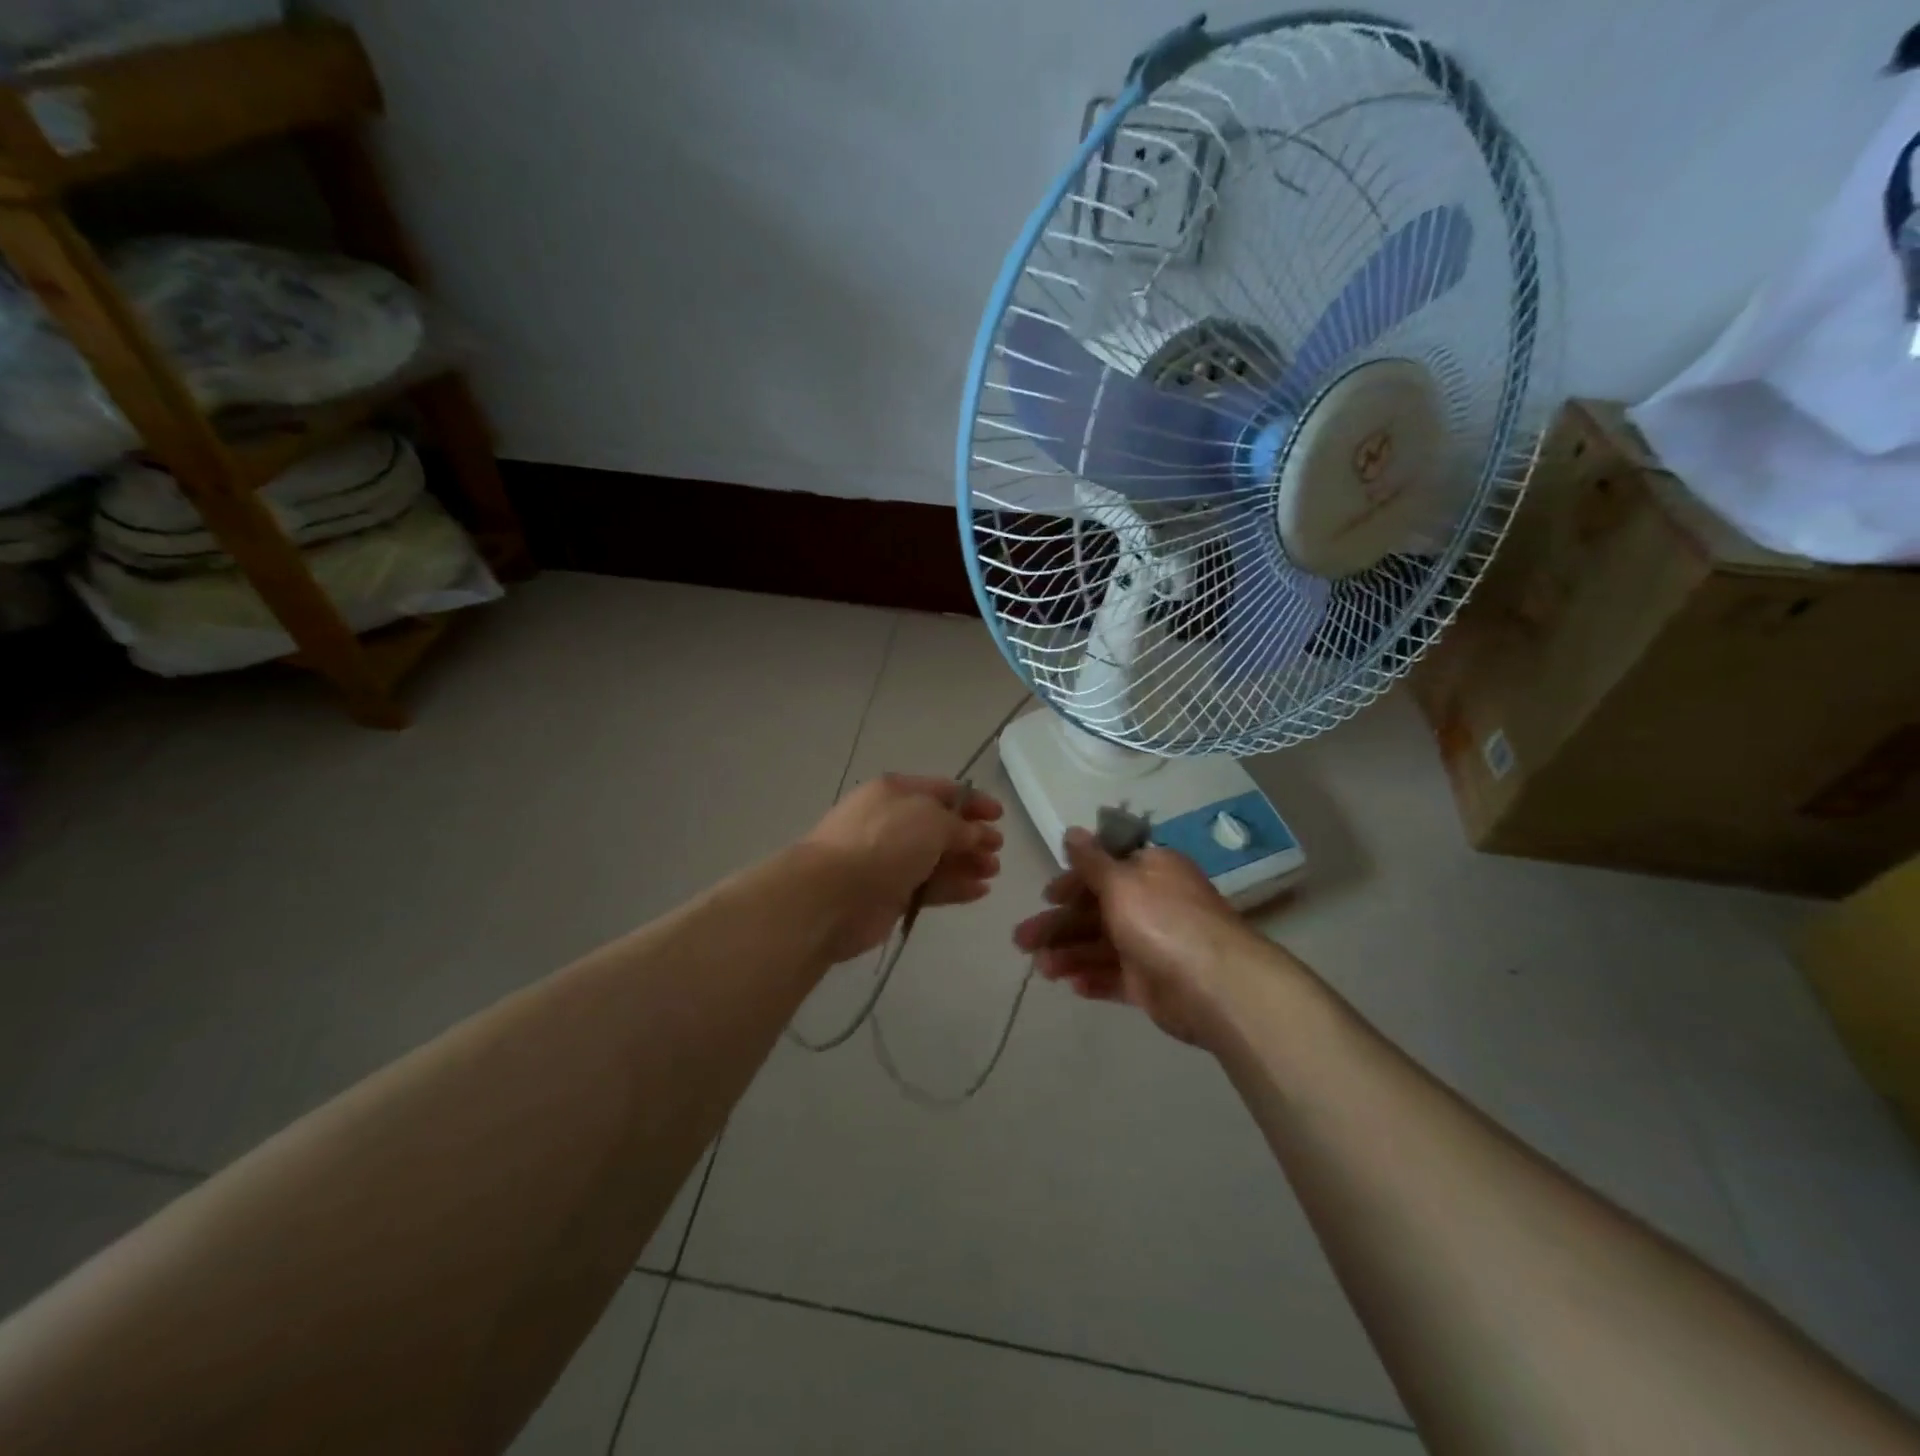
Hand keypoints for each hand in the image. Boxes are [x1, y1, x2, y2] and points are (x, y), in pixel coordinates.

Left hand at [802, 774, 1004, 962]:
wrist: (832, 895)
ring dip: (967, 862)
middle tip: (997, 849)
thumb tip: (976, 834)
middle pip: (940, 826)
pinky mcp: (890, 894)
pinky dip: (954, 886)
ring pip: (936, 857)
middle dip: (971, 835)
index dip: (973, 800)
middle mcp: (891, 821)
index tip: (1000, 816)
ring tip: (993, 871)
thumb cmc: (884, 843)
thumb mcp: (930, 820)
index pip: (942, 790)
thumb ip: (960, 826)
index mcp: (896, 792)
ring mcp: (889, 859)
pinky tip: (980, 891)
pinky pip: (929, 886)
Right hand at [1013, 828, 1265, 1044]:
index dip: (1072, 883)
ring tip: (1041, 968)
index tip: (1047, 897)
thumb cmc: (1161, 919)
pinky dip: (1092, 977)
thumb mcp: (1120, 881)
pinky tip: (1070, 984)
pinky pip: (1115, 976)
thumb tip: (1073, 831)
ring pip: (1100, 945)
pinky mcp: (1151, 982)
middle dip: (1058, 925)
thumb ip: (1091, 860)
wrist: (1213, 985)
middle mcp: (1151, 903)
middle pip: (1095, 910)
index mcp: (1150, 871)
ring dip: (1069, 953)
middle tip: (1021, 940)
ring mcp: (1152, 944)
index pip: (1104, 870)